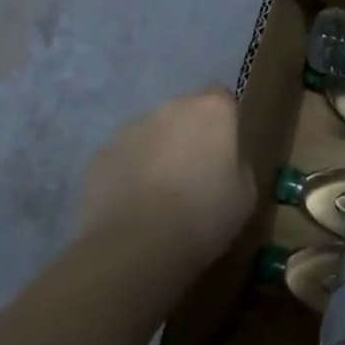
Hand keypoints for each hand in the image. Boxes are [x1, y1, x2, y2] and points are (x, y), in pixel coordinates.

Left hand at [79, 87, 253, 261]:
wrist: (134, 247)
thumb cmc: (203, 215)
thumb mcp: (245, 193)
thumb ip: (238, 165)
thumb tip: (225, 162)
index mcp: (212, 110)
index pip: (221, 97)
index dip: (223, 121)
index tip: (224, 150)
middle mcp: (171, 108)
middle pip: (184, 113)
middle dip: (188, 135)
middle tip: (193, 174)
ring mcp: (130, 130)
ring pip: (151, 134)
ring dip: (157, 153)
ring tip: (158, 195)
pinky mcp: (99, 157)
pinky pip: (122, 158)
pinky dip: (128, 174)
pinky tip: (132, 207)